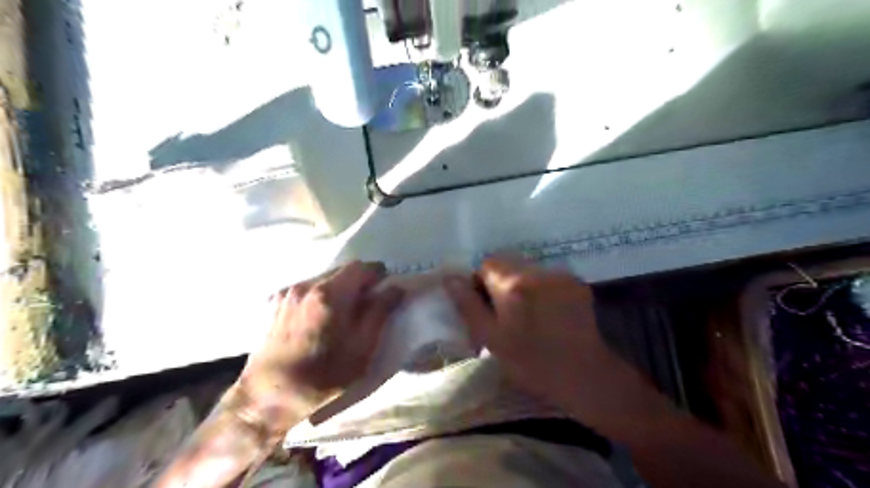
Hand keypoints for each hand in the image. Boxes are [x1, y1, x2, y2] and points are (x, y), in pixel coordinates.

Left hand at [234, 261, 403, 436]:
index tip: (383, 291)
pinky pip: (307, 289)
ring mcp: (288, 293)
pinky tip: (319, 320)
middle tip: (366, 305)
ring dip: (339, 289)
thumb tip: (395, 288)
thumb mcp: (362, 348)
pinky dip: (320, 296)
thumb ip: (380, 312)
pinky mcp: (276, 303)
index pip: (361, 267)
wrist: (268, 397)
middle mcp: (307, 285)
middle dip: (358, 282)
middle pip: (341, 271)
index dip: (377, 275)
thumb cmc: (323, 376)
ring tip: (342, 315)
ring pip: (324, 279)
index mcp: (330, 294)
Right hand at [445, 257, 663, 429]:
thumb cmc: (532, 362)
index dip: (481, 282)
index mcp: (513, 285)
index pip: (487, 263)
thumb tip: (450, 278)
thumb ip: (468, 305)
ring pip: (529, 269)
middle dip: (500, 281)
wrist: (585, 376)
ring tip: (528, 313)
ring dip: (521, 284)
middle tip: (505, 311)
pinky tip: (547, 312)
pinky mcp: (576, 283)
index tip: (485, 305)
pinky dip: (541, 289)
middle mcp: (538, 272)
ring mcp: (561, 275)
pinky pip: (548, 277)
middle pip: (509, 262)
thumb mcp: (491, 339)